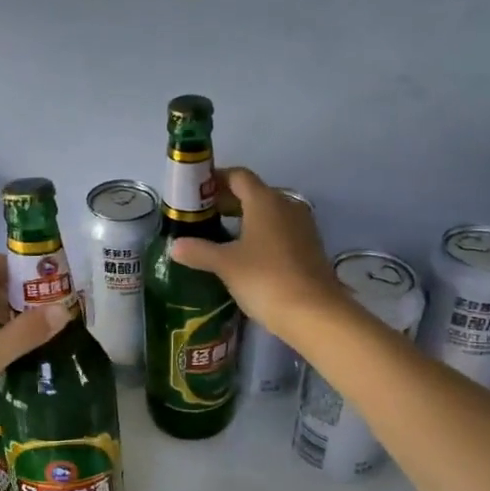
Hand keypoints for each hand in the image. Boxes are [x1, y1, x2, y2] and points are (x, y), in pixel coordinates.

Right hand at [170, 168, 339, 334]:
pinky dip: (259, 234)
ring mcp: (302, 226)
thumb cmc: (265, 279)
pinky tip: (244, 255)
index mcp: (265, 200)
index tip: (195, 193)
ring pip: (267, 212)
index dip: (215, 180)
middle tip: (201, 217)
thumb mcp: (225, 265)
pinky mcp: (309, 247)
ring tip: (219, 236)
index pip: (238, 176)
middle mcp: (286, 205)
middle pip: (253, 193)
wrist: (314, 314)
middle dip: (226, 201)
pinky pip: (279, 230)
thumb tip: (175, 246)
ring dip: (244, 219)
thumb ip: (199, 251)